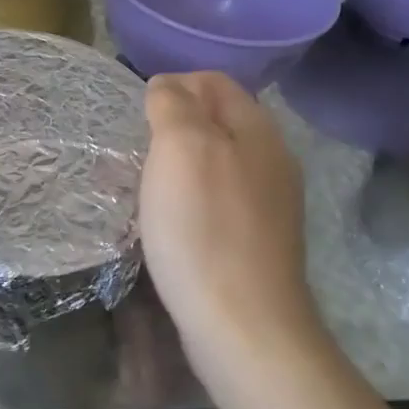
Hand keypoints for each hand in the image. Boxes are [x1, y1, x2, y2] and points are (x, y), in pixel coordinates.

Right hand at [138, 72, 319, 372]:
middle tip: (136, 151)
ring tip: (143, 186)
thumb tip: (167, 85)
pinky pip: (218, 202)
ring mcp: (269, 204)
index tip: (139, 116)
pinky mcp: (257, 242)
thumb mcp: (181, 147)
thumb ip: (173, 104)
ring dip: (178, 166)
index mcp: (258, 129)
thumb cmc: (205, 228)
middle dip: (173, 127)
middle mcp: (271, 159)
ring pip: (216, 163)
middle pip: (217, 121)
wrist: (245, 327)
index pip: (214, 81)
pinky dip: (189, 201)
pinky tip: (168, 224)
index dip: (174, 85)